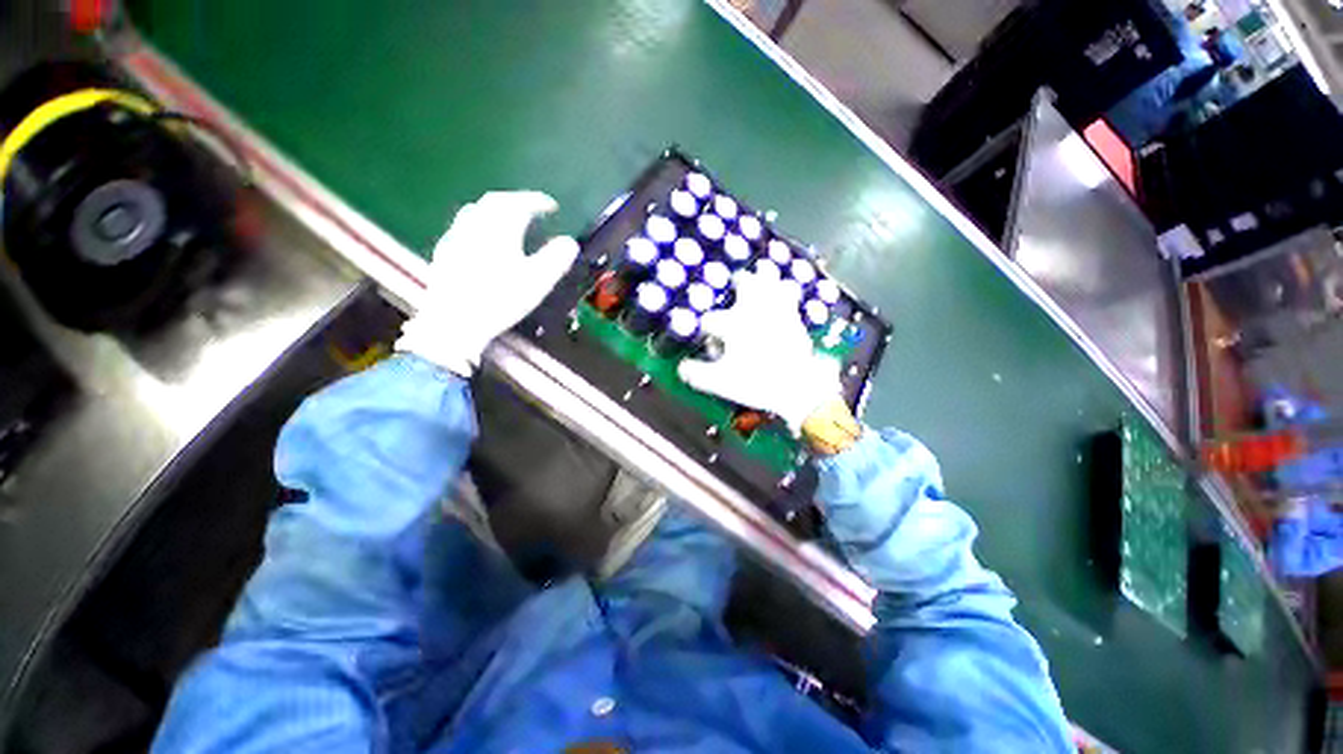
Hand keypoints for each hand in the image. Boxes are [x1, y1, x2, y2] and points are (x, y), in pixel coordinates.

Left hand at [397, 191, 578, 375]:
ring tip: (508, 221)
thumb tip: (570, 243)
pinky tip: (480, 241)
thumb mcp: (537, 281)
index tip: (552, 205)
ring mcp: (456, 237)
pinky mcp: (444, 252)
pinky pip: (463, 228)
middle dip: (516, 201)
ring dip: (495, 210)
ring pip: (475, 212)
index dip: (538, 201)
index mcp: (499, 228)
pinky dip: (478, 226)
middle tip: (531, 209)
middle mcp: (475, 225)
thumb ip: (556, 259)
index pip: (520, 204)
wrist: (455, 320)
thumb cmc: (501, 299)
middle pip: (495, 202)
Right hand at [678, 273, 842, 434]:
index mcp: (733, 324)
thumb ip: (698, 374)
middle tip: (737, 284)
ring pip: (771, 280)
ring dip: (764, 277)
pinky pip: (790, 293)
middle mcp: (753, 311)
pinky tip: (784, 291)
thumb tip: (681, 368)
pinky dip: (785, 290)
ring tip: (761, 274)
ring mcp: (776, 310)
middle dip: (738, 283)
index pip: (710, 320)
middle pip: (744, 283)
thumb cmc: (756, 382)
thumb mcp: (721, 382)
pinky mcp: (793, 316)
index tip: (712, 345)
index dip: (707, 332)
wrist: (798, 386)